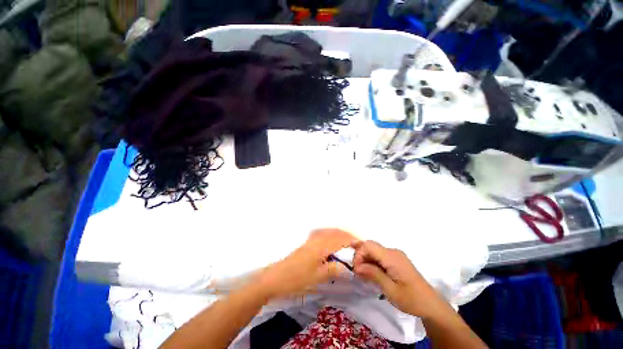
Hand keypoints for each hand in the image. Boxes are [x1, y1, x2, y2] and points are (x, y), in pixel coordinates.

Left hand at [257, 229, 357, 298]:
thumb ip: (333, 269)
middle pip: (335, 232)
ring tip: (348, 240)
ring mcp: (311, 240)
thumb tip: (347, 267)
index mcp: (321, 246)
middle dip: (347, 235)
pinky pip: (323, 234)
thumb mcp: (317, 276)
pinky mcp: (307, 243)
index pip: (340, 239)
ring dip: (340, 233)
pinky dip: (331, 234)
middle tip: (358, 242)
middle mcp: (317, 239)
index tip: (362, 244)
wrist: (276, 277)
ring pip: (329, 232)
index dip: (352, 240)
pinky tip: (332, 241)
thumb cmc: (297, 278)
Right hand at [352, 240, 441, 317]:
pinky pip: (380, 255)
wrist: (431, 305)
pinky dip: (372, 261)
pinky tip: (369, 269)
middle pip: (371, 246)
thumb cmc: (411, 299)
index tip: (356, 270)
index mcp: (392, 257)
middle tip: (356, 270)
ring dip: (366, 258)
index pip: (369, 246)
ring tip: (360, 271)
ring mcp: (396, 255)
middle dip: (360, 255)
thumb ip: (373, 274)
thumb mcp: (390, 290)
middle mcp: (393, 252)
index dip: (359, 254)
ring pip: (375, 250)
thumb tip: (357, 266)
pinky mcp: (397, 260)